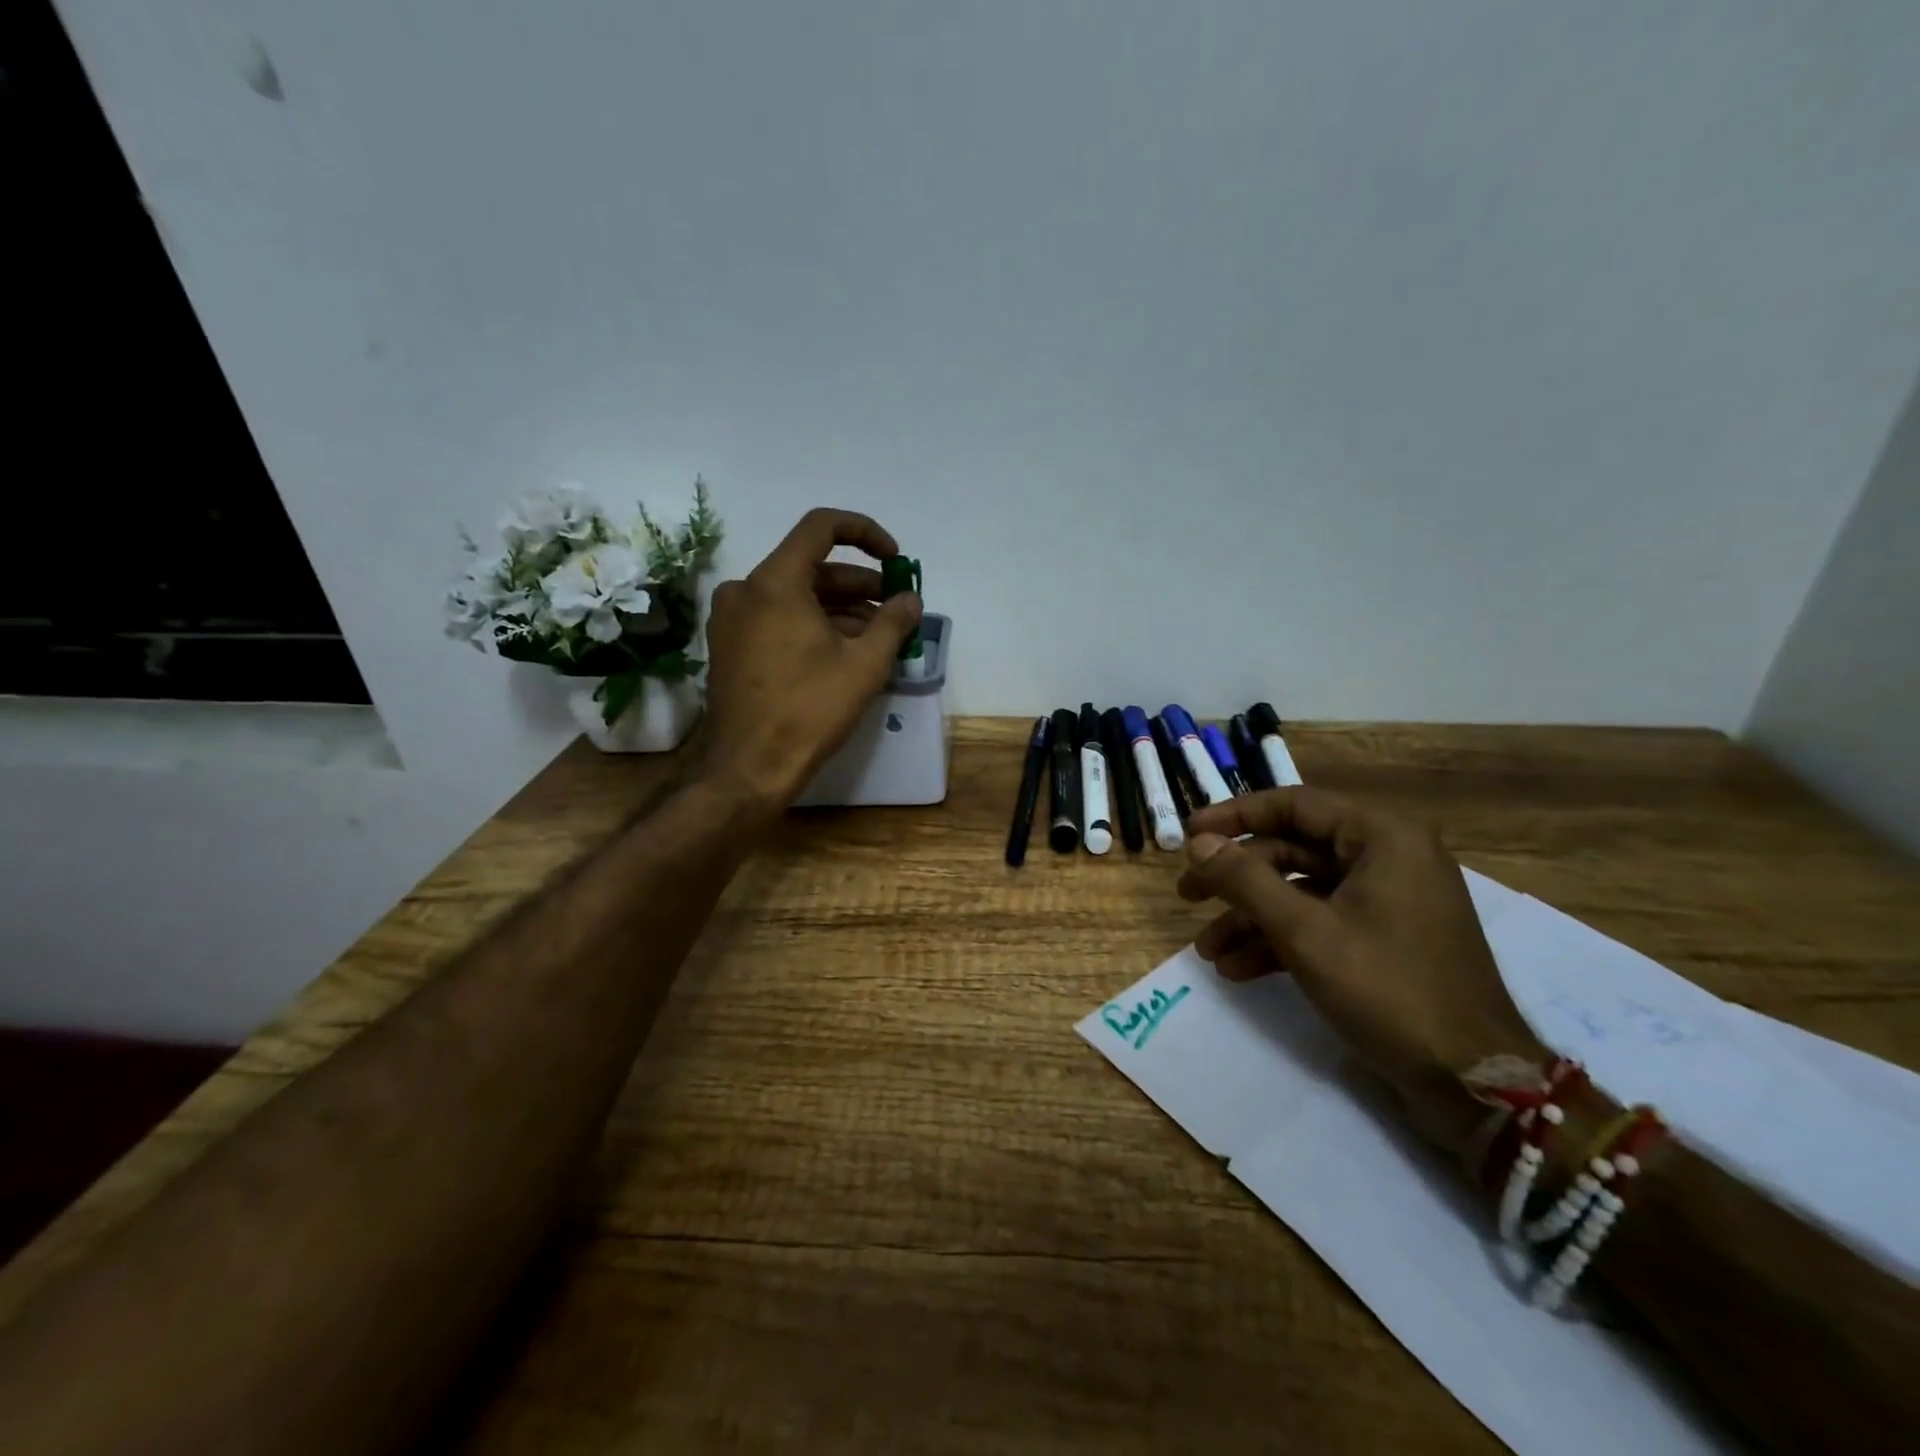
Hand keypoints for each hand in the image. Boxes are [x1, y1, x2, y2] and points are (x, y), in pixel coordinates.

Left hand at [698, 509, 921, 815]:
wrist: (750, 768)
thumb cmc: (810, 710)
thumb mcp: (864, 664)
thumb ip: (893, 621)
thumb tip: (911, 599)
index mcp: (775, 582)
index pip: (822, 527)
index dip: (865, 533)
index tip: (895, 559)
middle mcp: (746, 589)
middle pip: (812, 567)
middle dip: (860, 585)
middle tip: (896, 609)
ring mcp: (732, 619)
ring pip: (796, 596)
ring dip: (840, 609)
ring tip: (878, 637)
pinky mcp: (729, 645)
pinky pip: (778, 619)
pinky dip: (813, 625)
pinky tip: (844, 652)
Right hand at [1177, 787, 1546, 1155]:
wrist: (1474, 1083)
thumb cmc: (1388, 989)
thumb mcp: (1304, 931)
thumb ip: (1244, 880)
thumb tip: (1196, 842)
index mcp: (1382, 837)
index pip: (1293, 804)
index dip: (1233, 816)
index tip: (1187, 834)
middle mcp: (1386, 857)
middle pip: (1291, 850)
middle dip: (1236, 878)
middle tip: (1187, 896)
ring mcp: (1387, 901)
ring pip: (1300, 891)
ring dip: (1250, 918)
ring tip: (1207, 950)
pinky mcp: (1383, 939)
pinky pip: (1319, 923)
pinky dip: (1279, 941)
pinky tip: (1237, 970)